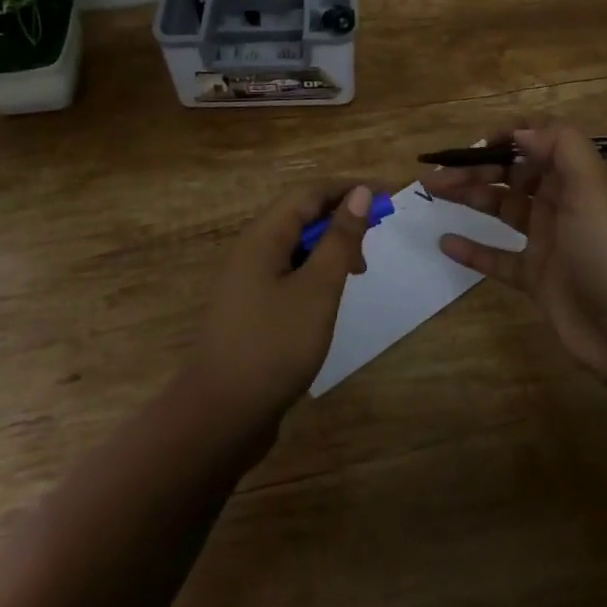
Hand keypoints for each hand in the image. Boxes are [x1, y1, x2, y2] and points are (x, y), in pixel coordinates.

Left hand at [183, 182, 375, 435]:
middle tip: (375, 239)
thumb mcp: (317, 289)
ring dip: (329, 247)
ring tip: (358, 271)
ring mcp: (248, 280)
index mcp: (264, 235)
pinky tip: (329, 298)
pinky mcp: (251, 309)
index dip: (349, 188)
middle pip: (301, 214)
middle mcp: (252, 249)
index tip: (387, 196)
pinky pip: (288, 272)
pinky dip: (315, 273)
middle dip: (341, 217)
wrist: (219, 418)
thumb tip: (360, 193)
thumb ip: (340, 239)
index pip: (310, 192)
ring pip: (295, 245)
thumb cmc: (273, 345)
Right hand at [433, 120, 606, 381]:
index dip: (508, 137)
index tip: (477, 145)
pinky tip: (446, 242)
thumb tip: (520, 130)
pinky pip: (498, 257)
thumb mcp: (594, 186)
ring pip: (501, 207)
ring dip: (469, 195)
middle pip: (512, 173)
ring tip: (434, 191)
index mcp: (578, 176)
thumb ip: (560, 145)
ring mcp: (548, 239)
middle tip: (439, 174)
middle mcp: (562, 201)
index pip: (539, 141)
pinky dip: (473, 249)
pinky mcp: (536, 276)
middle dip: (476, 167)